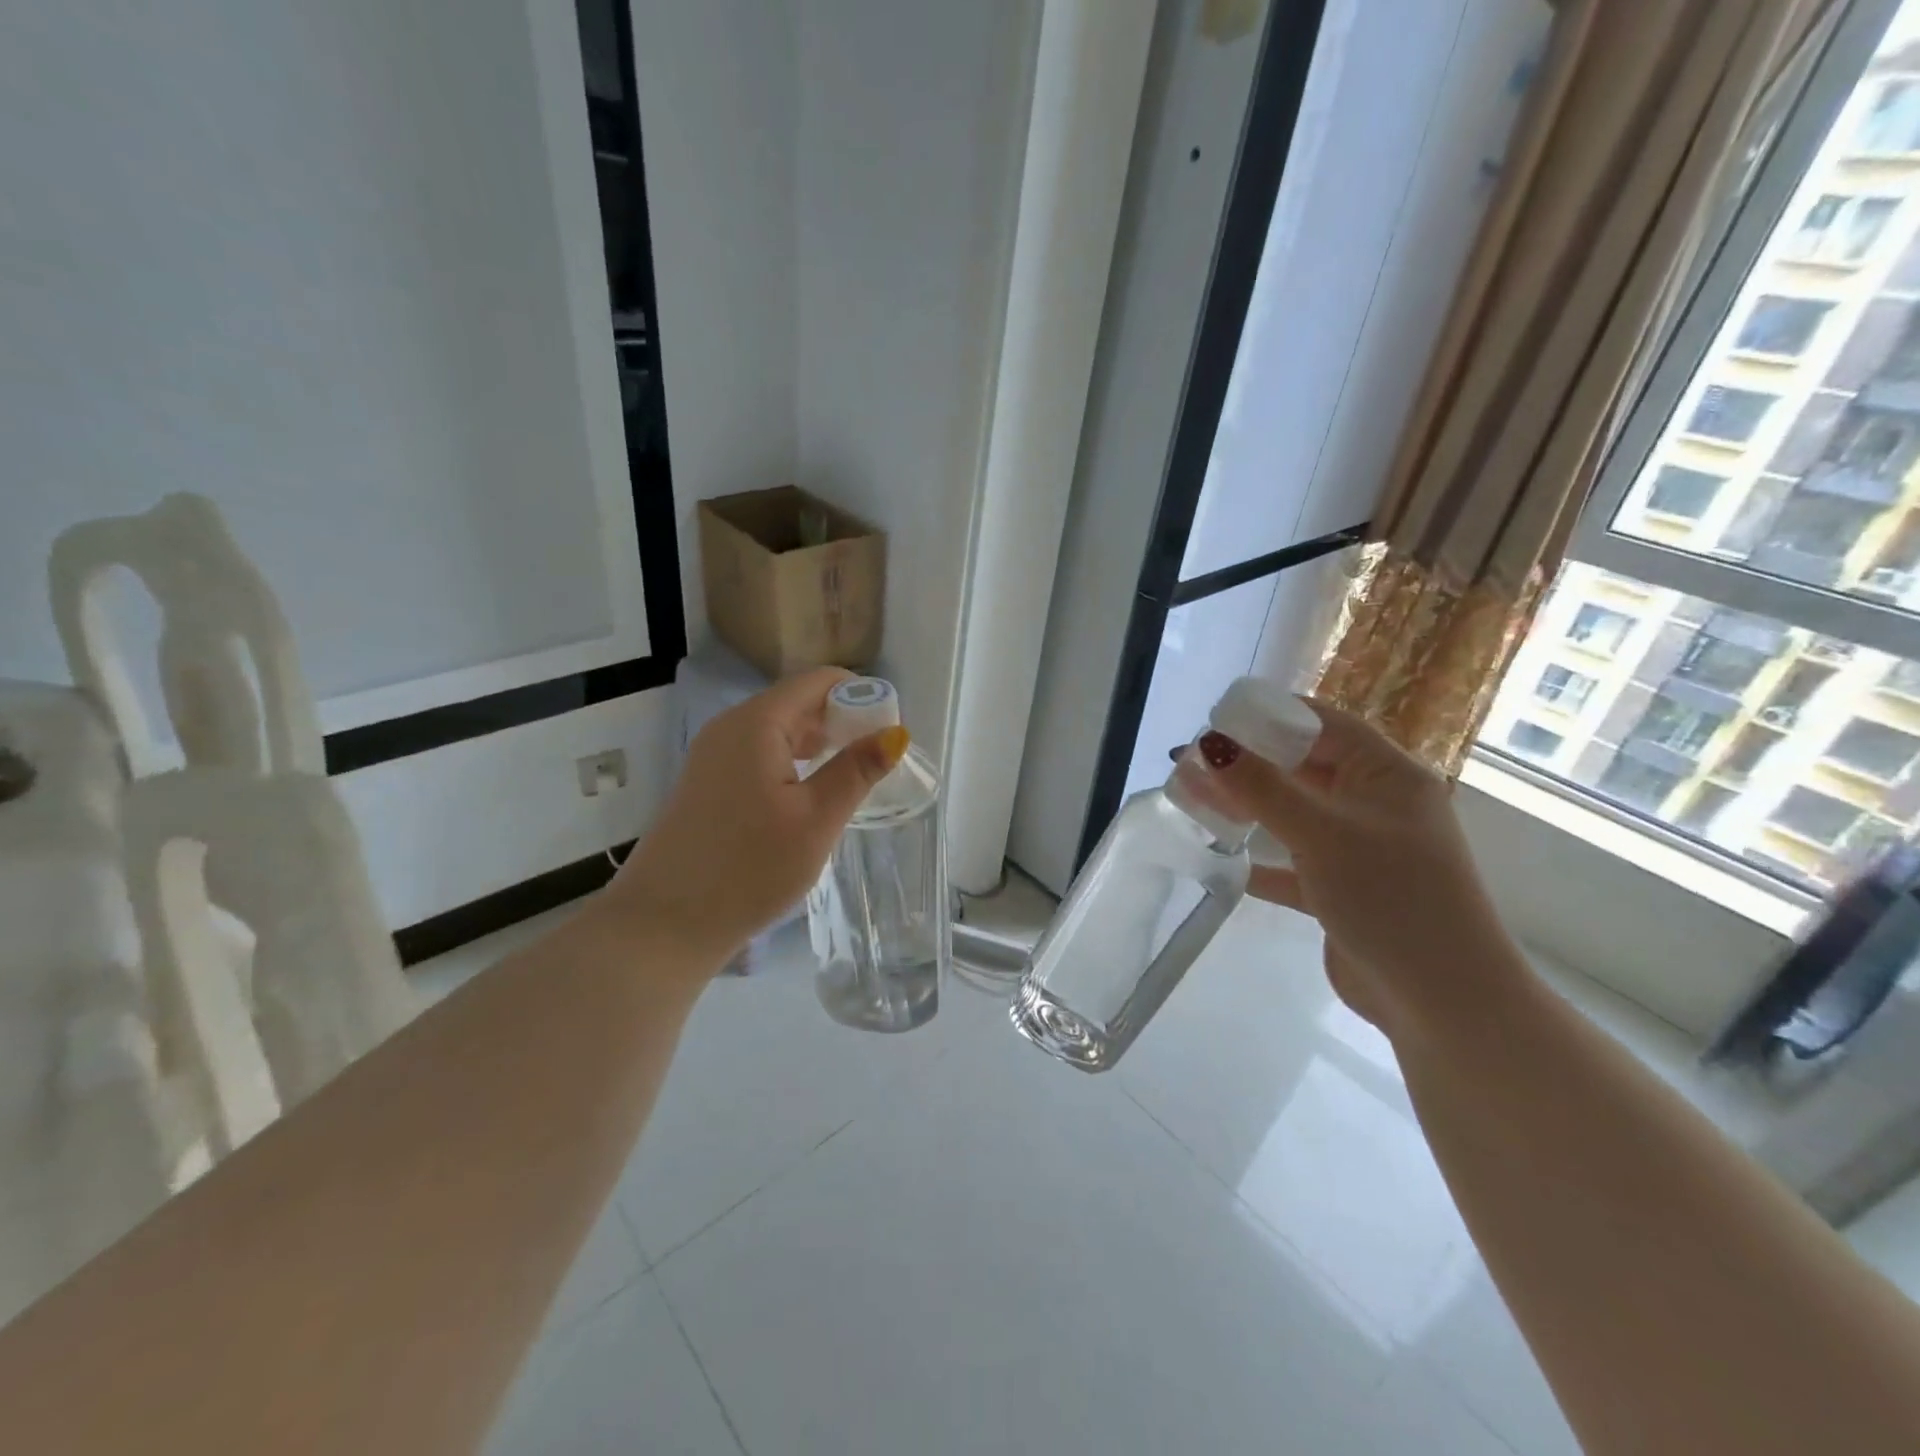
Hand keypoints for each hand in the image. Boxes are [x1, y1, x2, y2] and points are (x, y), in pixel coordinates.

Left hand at [607, 667, 908, 968]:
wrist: (664, 924)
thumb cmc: (748, 868)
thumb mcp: (815, 820)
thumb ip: (856, 771)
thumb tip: (895, 733)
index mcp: (756, 723)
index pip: (818, 681)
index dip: (860, 696)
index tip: (888, 733)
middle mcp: (730, 727)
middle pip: (798, 702)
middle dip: (842, 721)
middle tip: (876, 762)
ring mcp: (713, 755)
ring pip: (779, 731)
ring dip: (819, 745)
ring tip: (851, 779)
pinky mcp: (708, 783)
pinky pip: (760, 755)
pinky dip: (793, 763)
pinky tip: (810, 796)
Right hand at [1192, 698, 1525, 1033]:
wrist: (1442, 1001)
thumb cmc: (1390, 898)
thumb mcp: (1322, 833)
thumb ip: (1262, 787)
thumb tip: (1208, 744)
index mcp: (1387, 775)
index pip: (1324, 724)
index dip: (1271, 717)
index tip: (1215, 721)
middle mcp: (1376, 804)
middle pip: (1303, 768)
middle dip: (1248, 766)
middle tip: (1190, 767)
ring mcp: (1361, 849)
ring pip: (1294, 815)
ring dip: (1248, 810)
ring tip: (1194, 804)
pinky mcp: (1344, 889)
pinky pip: (1293, 862)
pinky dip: (1260, 860)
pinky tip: (1221, 861)